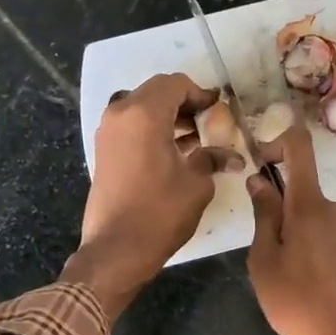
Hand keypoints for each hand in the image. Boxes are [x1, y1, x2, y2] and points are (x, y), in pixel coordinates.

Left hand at [63, 74, 241, 316]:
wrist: (116, 249)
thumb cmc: (160, 213)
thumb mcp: (196, 184)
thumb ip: (212, 159)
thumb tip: (232, 156)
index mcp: (144, 114)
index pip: (175, 84)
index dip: (200, 93)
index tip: (218, 108)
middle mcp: (121, 114)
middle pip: (156, 92)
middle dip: (184, 102)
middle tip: (208, 121)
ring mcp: (108, 132)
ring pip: (142, 107)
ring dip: (168, 116)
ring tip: (195, 138)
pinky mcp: (104, 150)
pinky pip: (131, 126)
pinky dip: (152, 129)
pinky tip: (174, 150)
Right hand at [247, 125, 335, 334]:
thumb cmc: (299, 303)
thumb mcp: (265, 262)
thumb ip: (264, 216)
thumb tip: (260, 181)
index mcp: (310, 204)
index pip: (300, 146)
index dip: (277, 142)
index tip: (260, 162)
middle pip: (301, 192)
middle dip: (279, 214)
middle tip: (267, 257)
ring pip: (312, 218)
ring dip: (295, 237)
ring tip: (288, 280)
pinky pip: (327, 236)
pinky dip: (313, 251)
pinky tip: (310, 286)